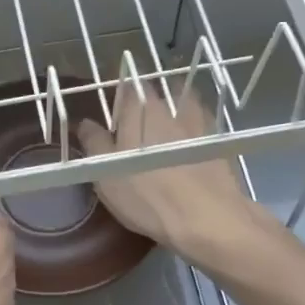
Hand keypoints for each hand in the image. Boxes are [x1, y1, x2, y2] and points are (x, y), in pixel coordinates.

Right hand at [77, 77, 269, 267]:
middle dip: (146, 104)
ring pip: (184, 106)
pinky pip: (202, 128)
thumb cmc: (147, 194)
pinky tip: (188, 152)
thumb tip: (85, 123)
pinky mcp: (220, 142)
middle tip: (136, 126)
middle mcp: (171, 106)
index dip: (117, 97)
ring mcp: (200, 122)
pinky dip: (194, 133)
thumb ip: (94, 143)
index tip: (111, 112)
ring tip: (165, 135)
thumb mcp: (106, 173)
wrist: (208, 218)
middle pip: (157, 92)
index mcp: (139, 108)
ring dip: (175, 114)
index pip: (126, 86)